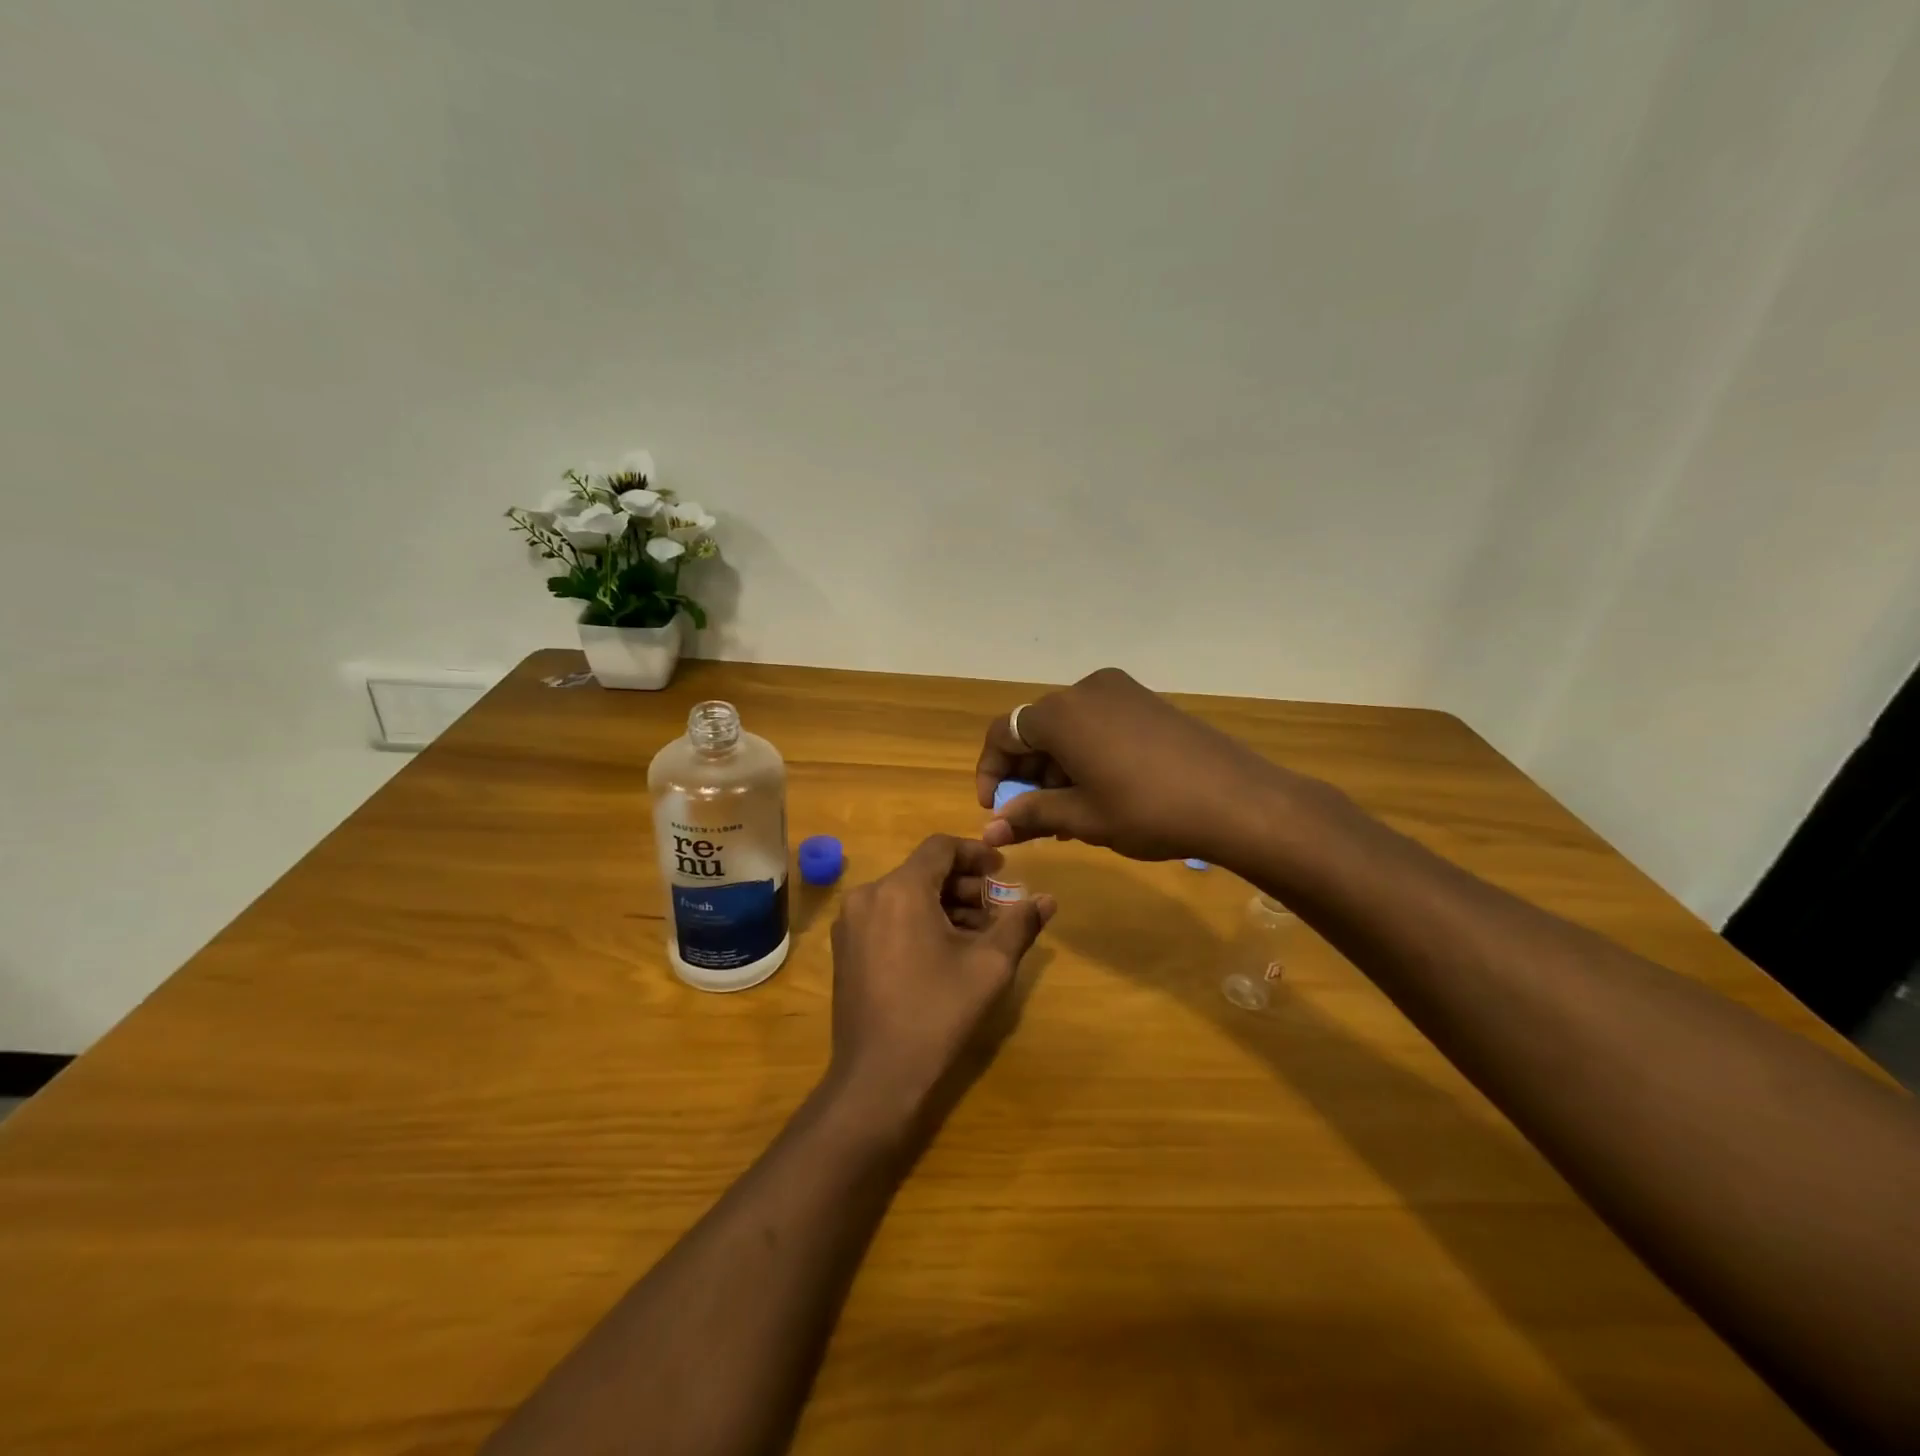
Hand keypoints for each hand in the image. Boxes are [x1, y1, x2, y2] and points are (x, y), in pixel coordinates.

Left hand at [827, 835, 1055, 1130]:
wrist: (877, 1077)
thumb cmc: (938, 1012)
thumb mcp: (989, 966)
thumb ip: (1019, 924)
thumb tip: (1047, 899)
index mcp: (900, 889)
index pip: (940, 847)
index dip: (976, 853)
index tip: (1003, 871)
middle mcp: (868, 895)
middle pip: (922, 871)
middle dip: (963, 885)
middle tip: (996, 910)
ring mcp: (851, 924)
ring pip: (905, 895)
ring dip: (943, 905)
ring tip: (977, 935)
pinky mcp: (845, 949)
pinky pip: (887, 917)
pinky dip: (918, 921)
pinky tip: (943, 952)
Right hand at [974, 667, 1291, 863]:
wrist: (1237, 800)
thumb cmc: (1148, 811)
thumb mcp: (1083, 818)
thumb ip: (1030, 816)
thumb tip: (989, 830)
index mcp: (1061, 714)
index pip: (1003, 734)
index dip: (991, 772)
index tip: (994, 810)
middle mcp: (1085, 690)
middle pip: (1036, 728)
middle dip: (1026, 773)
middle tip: (1033, 818)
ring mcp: (1121, 691)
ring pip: (1069, 727)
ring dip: (1057, 767)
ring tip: (1068, 814)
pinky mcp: (1147, 701)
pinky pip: (1098, 723)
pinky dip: (1085, 754)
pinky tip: (1100, 791)